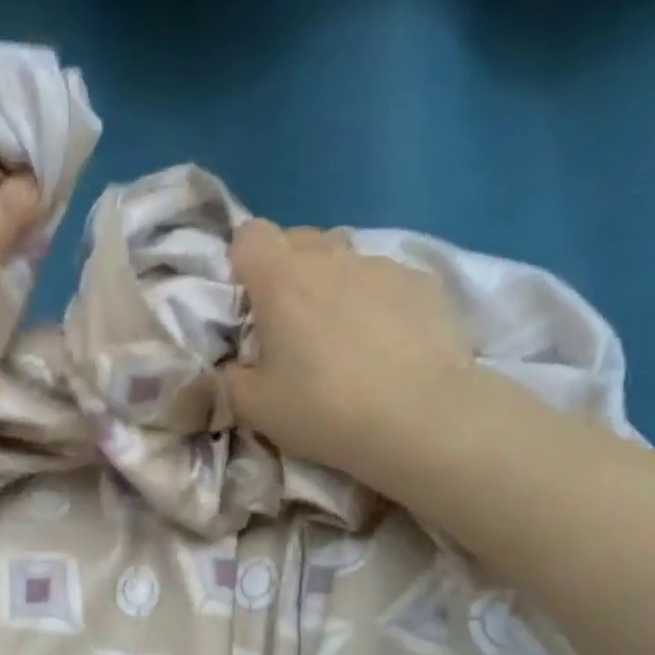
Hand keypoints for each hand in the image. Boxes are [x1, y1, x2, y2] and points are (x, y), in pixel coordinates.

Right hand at [221, 220, 475, 496]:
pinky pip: (387, 278)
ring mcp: (383, 267)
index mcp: (281, 281)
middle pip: (298, 239)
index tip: (247, 299)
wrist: (422, 420)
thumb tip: (231, 367)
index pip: (249, 234)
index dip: (242, 260)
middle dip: (287, 269)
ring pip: (345, 258)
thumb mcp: (253, 407)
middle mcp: (331, 260)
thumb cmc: (324, 409)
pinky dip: (377, 300)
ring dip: (334, 283)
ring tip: (344, 333)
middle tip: (290, 321)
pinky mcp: (425, 284)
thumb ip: (230, 378)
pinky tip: (388, 342)